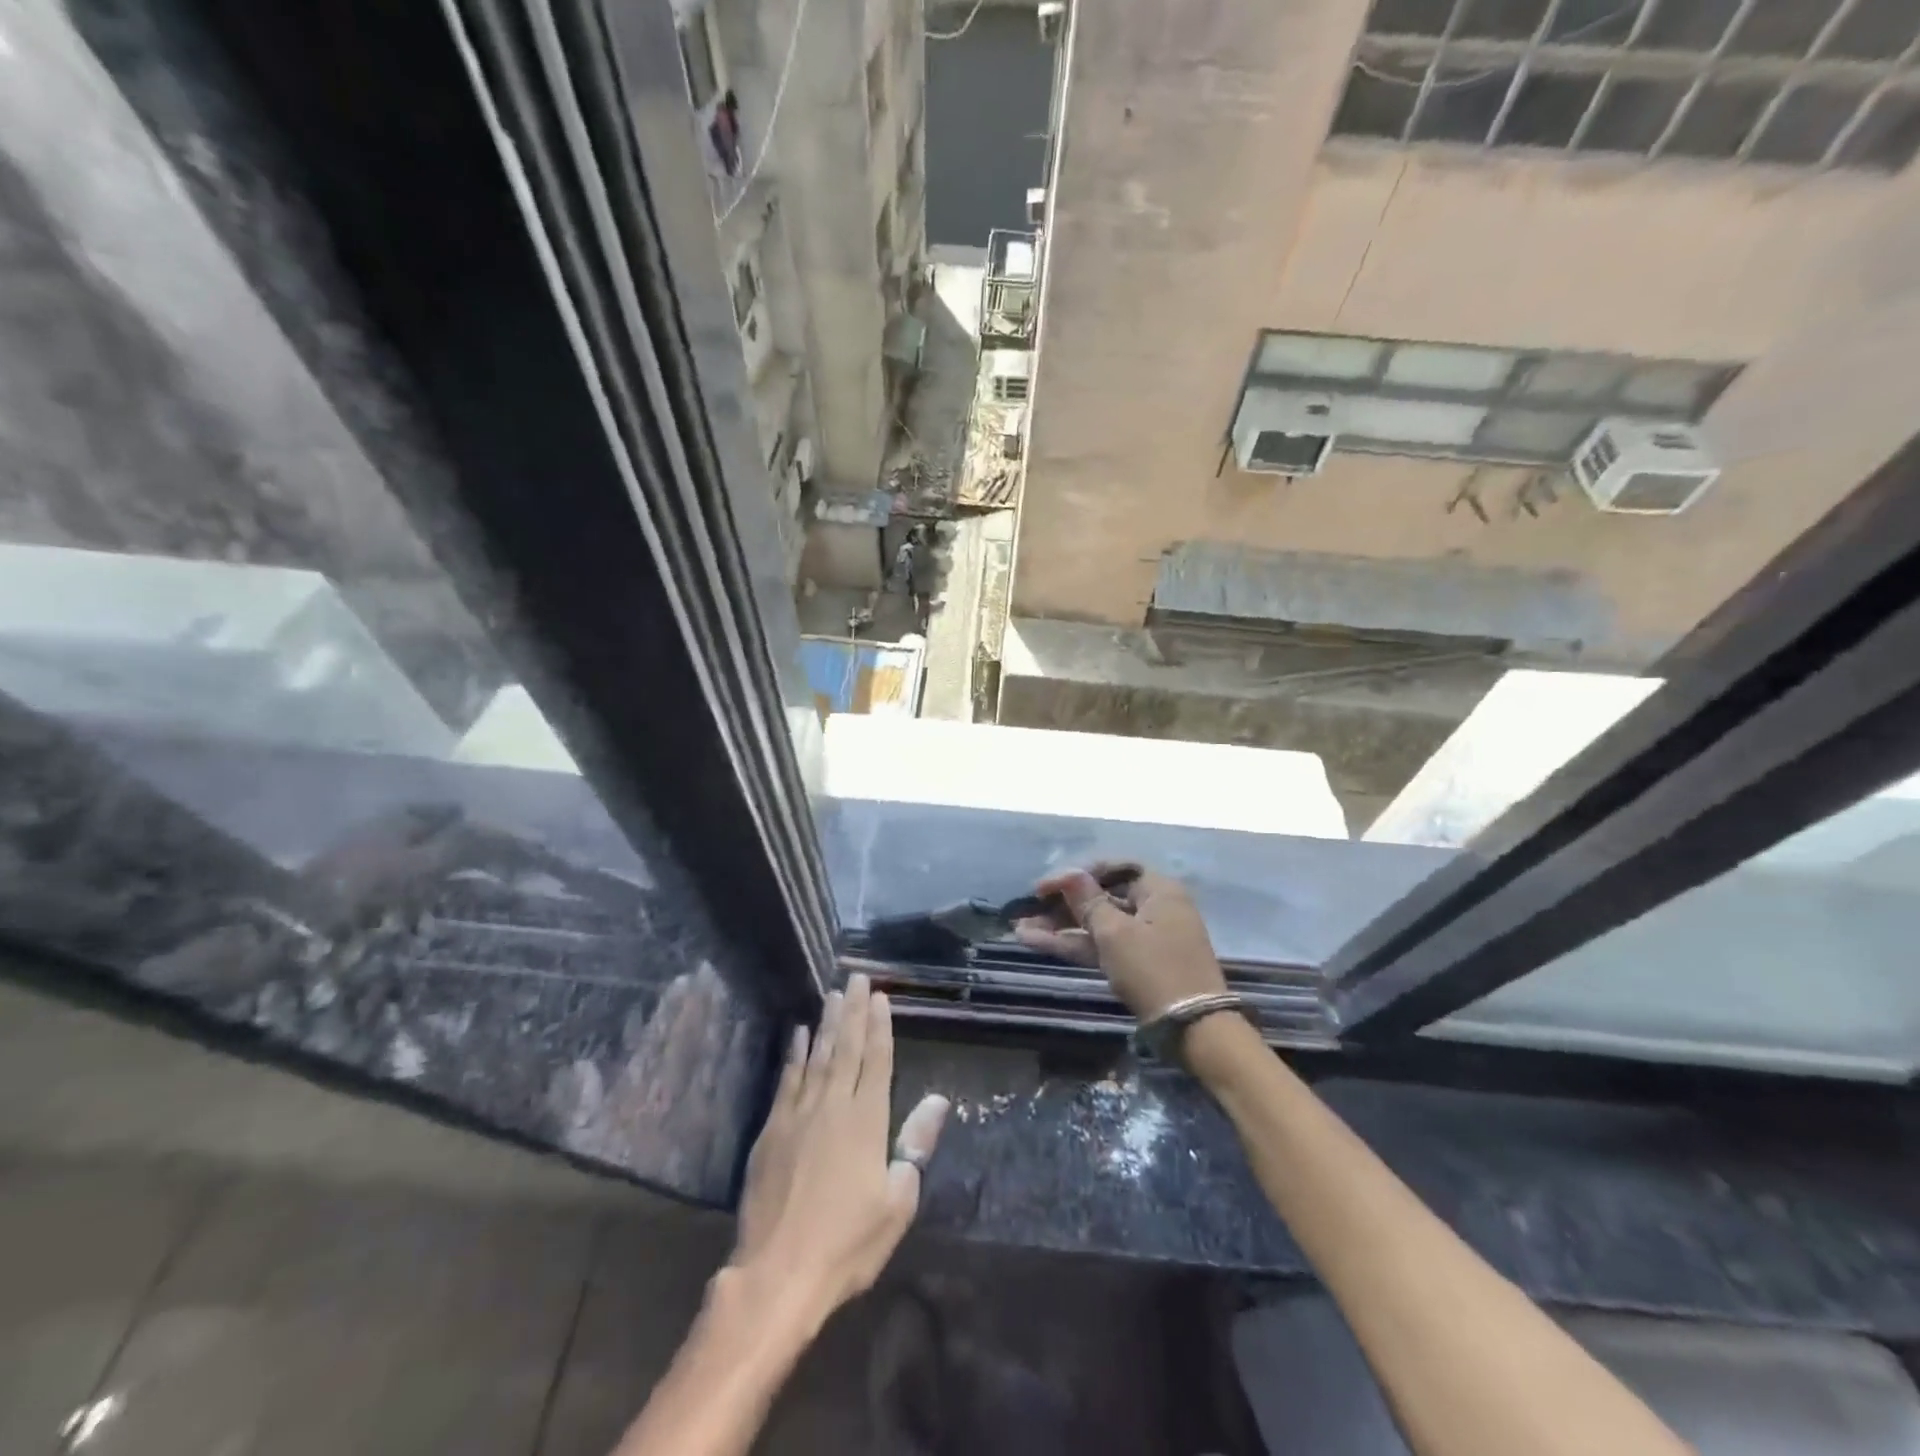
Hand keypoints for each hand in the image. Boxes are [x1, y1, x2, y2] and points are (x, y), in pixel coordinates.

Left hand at [732, 974, 948, 1324]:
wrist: (777, 1274)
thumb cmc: (847, 1243)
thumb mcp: (897, 1202)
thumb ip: (916, 1145)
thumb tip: (940, 1099)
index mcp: (867, 1121)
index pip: (877, 1060)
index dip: (880, 1027)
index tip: (881, 997)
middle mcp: (833, 1106)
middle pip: (847, 1048)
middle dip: (854, 1011)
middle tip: (857, 977)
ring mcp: (799, 1115)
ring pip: (817, 1056)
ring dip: (826, 1023)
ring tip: (833, 994)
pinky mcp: (772, 1130)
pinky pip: (787, 1079)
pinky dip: (794, 1054)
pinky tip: (798, 1033)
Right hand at [1014, 862, 1226, 1021]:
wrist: (1193, 1030)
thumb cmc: (1154, 970)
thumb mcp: (1115, 933)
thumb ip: (1088, 901)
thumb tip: (1070, 873)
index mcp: (1158, 890)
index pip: (1112, 869)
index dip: (1076, 874)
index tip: (1044, 888)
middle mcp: (1153, 908)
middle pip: (1102, 897)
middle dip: (1062, 905)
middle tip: (1027, 910)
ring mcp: (1146, 938)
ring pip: (1097, 925)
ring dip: (1061, 927)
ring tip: (1021, 929)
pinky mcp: (1137, 964)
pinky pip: (1103, 945)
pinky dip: (1075, 944)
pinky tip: (1038, 943)